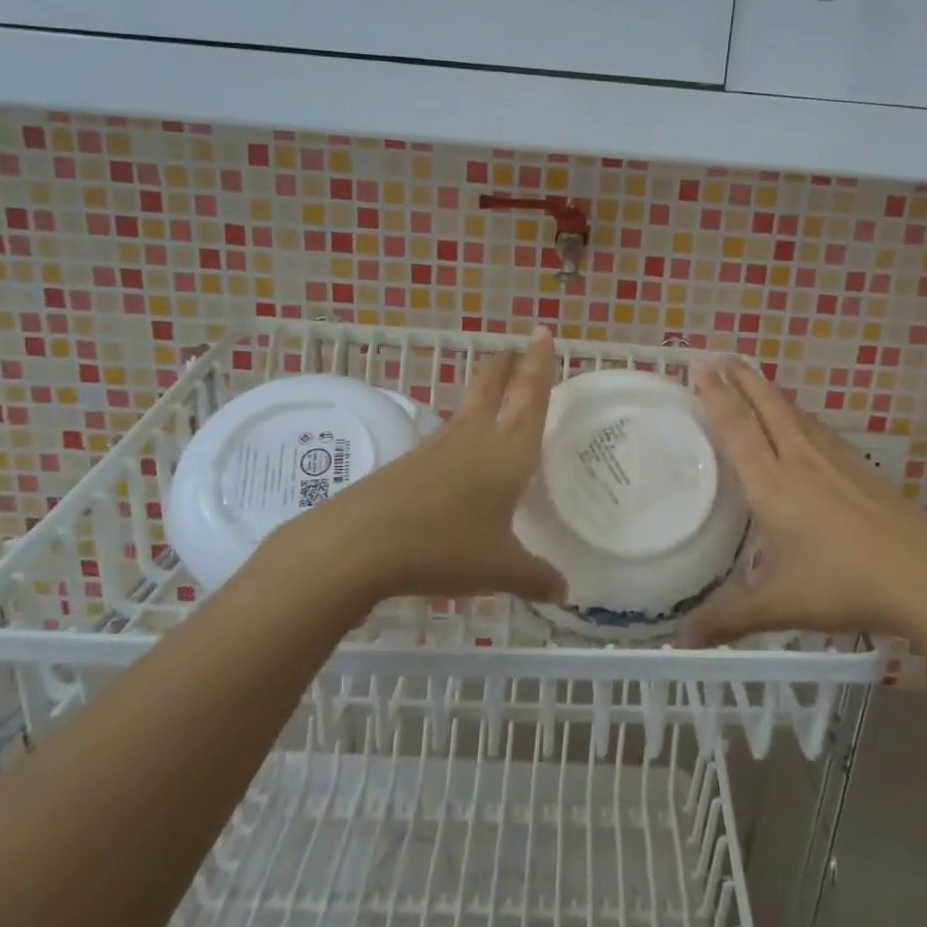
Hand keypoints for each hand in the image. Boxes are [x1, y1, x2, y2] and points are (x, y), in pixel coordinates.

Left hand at [336, 327, 565, 605]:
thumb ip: (534, 577)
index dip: (540, 365)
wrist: (361, 544)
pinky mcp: (410, 463)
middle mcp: (474, 438)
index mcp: (507, 451)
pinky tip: (460, 454)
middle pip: (493, 388)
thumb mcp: (499, 568)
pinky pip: (447, 438)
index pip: (530, 397)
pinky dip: (462, 432)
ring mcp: (438, 448)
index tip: (543, 333)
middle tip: (519, 347)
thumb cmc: (445, 546)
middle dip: (509, 366)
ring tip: (495, 393)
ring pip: (467, 409)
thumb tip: (565, 593)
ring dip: (484, 392)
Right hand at [679, 357, 926, 645]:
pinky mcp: (862, 469)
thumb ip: (728, 619)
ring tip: (753, 379)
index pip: (738, 429)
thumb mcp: (780, 605)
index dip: (717, 397)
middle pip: (767, 407)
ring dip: (770, 392)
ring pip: (795, 414)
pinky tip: (804, 424)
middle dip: (741, 379)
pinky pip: (819, 430)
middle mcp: (801, 461)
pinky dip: (799, 415)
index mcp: (774, 485)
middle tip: (720, 356)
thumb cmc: (845, 584)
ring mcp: (836, 461)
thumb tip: (678, 642)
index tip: (700, 368)